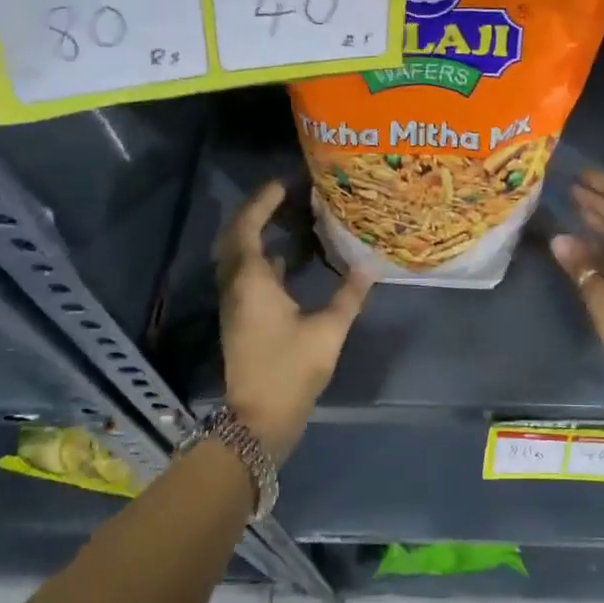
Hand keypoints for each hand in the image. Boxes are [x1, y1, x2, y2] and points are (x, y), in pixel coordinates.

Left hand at [216, 180, 372, 462]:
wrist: (259, 419)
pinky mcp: (240, 318)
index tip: (285, 182)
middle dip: (256, 211)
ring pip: (238, 255)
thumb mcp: (328, 330)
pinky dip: (261, 258)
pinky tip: (287, 259)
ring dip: (256, 233)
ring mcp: (235, 303)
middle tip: (285, 195)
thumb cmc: (290, 370)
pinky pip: (245, 274)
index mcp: (252, 281)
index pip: (248, 226)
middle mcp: (236, 286)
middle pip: (236, 236)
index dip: (263, 201)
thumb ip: (349, 295)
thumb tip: (368, 266)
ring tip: (287, 218)